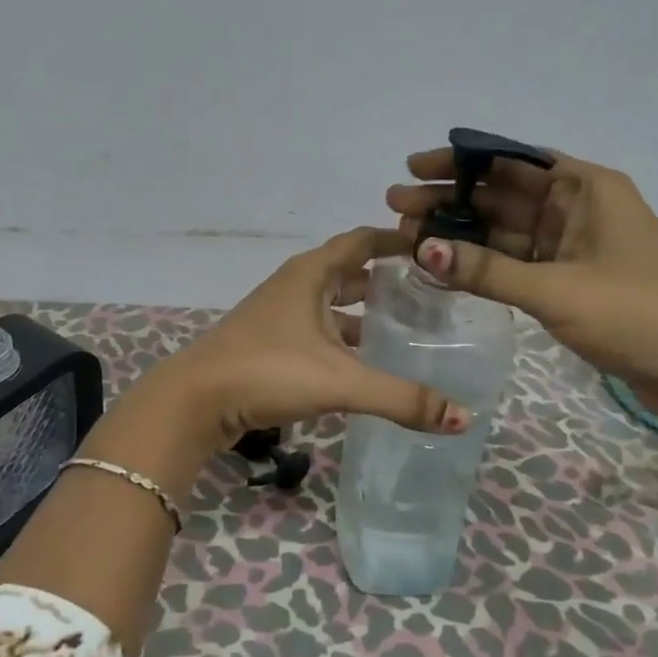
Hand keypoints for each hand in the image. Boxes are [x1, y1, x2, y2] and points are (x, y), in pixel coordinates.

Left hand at [140, 227, 470, 452]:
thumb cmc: (267, 371)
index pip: (362, 241)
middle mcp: (294, 286)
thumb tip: (463, 417)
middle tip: (429, 294)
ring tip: (404, 329)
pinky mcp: (268, 344)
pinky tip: (360, 362)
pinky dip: (341, 338)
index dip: (396, 240)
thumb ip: (401, 398)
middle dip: (385, 280)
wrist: (194, 400)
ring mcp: (277, 315)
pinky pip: (316, 331)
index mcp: (311, 274)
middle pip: (348, 272)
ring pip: (330, 305)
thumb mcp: (340, 382)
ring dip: (362, 313)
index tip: (432, 246)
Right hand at [387, 149, 657, 438]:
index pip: (511, 160)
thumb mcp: (557, 290)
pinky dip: (481, 265)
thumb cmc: (639, 313)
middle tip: (396, 206)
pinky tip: (443, 267)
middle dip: (450, 199)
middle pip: (501, 194)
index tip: (413, 168)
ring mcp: (572, 246)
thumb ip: (488, 271)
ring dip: (460, 233)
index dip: (459, 161)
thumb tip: (423, 249)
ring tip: (407, 236)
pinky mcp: (568, 280)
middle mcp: (576, 208)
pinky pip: (514, 263)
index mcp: (585, 188)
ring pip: (504, 231)